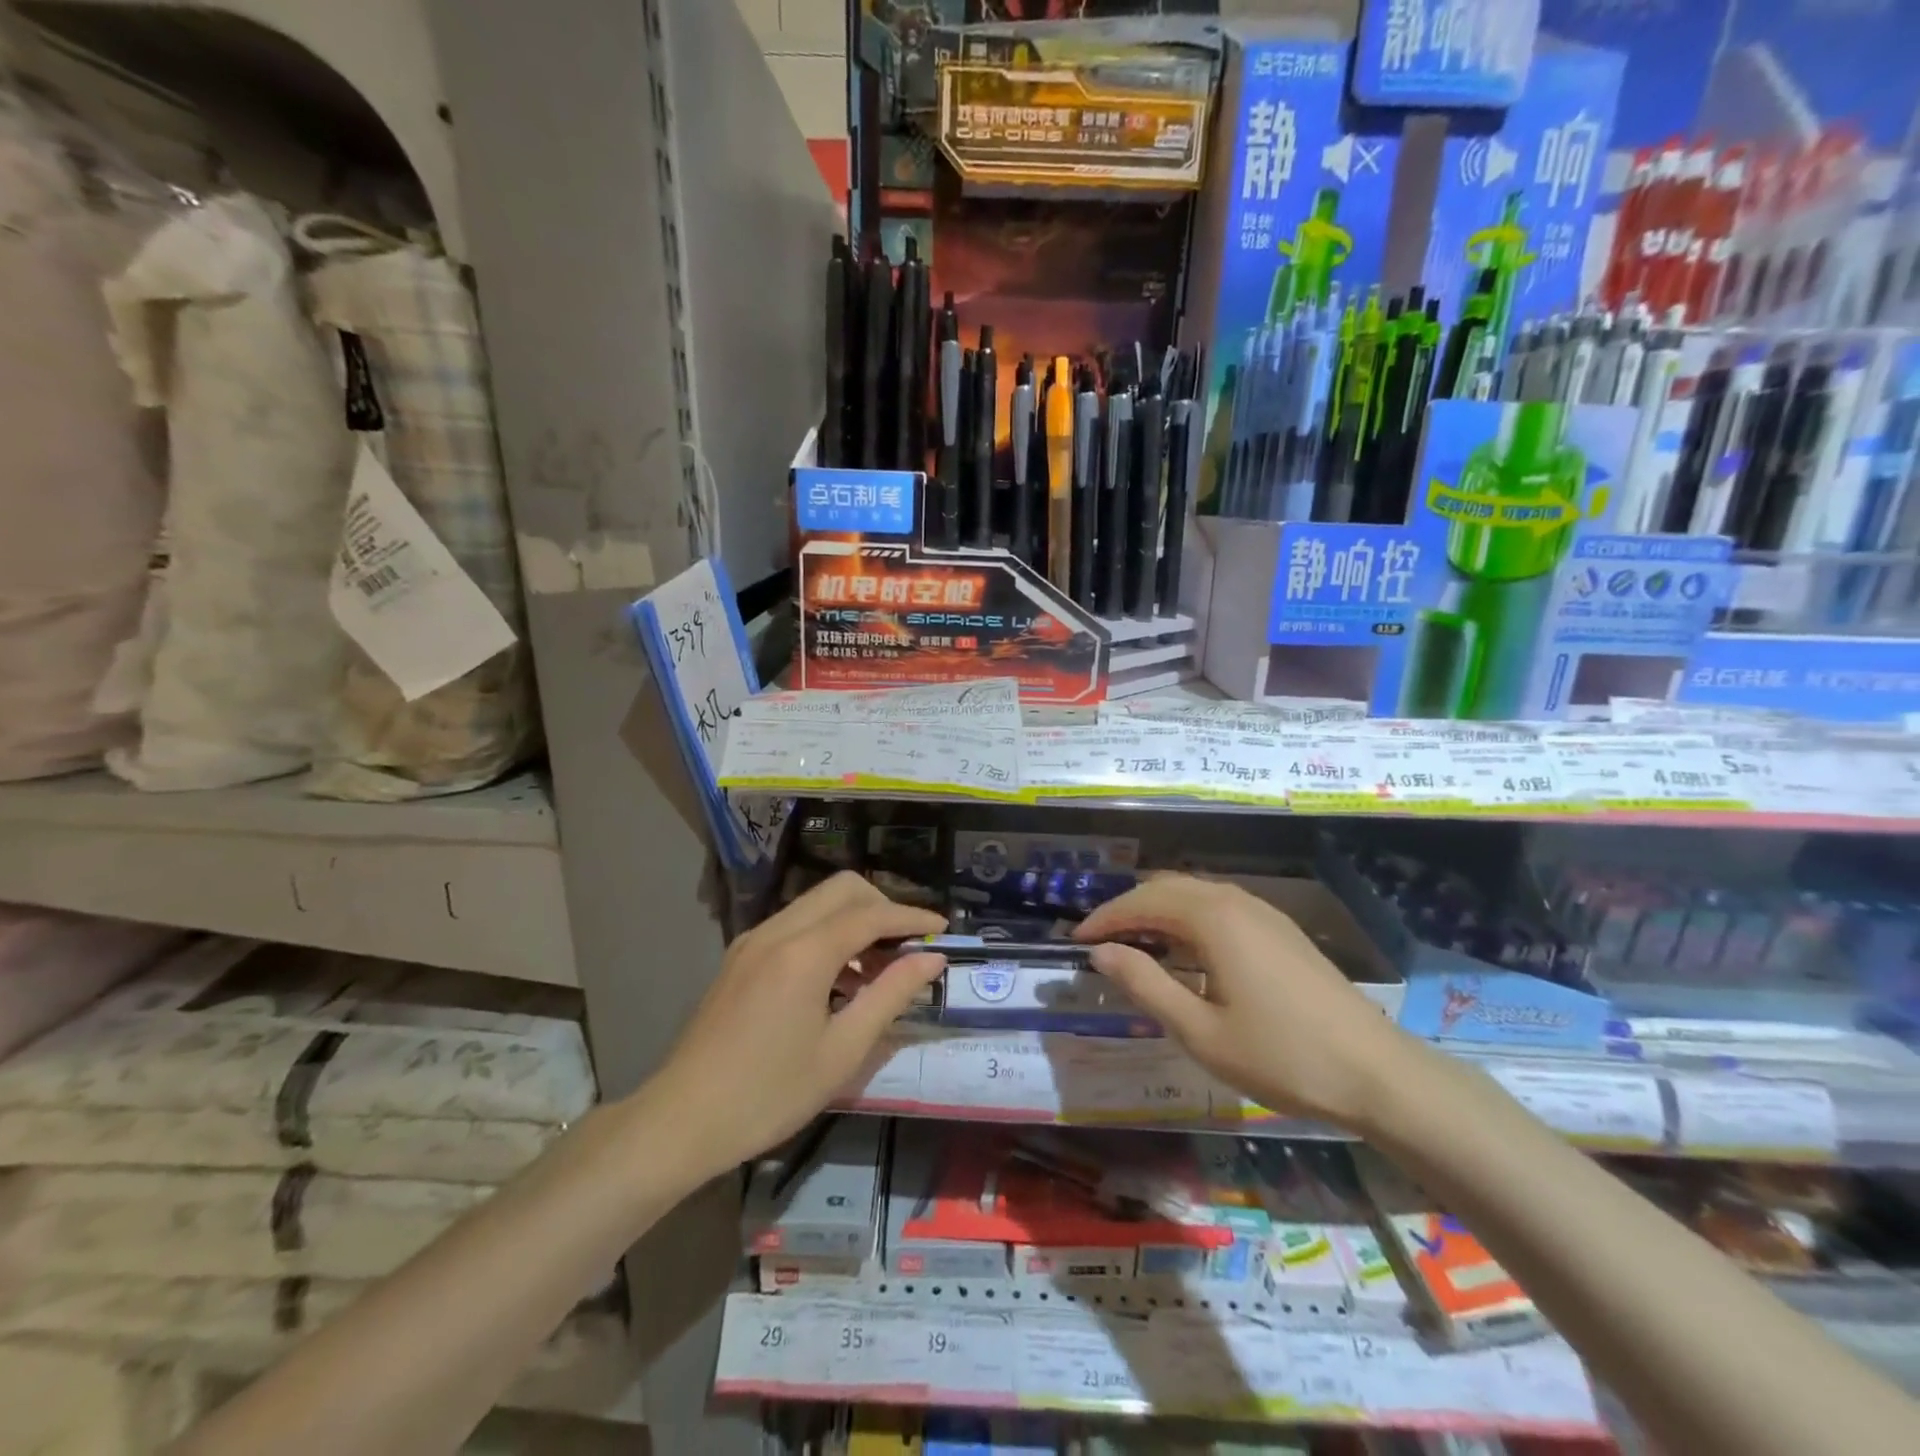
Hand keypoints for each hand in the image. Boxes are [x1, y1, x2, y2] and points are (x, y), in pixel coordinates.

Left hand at [641, 873, 945, 1181]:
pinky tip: (836, 980)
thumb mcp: (842, 1052)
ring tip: (877, 969)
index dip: (911, 917)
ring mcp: (753, 940)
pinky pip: (795, 924)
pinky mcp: (740, 956)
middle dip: (882, 905)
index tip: (942, 928)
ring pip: (816, 903)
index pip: (871, 914)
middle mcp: (778, 930)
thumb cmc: (769, 1093)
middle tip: (907, 945)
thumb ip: (890, 996)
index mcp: (805, 952)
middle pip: (842, 889)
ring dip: (853, 920)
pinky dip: (826, 934)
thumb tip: (932, 959)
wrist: (681, 1120)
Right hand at [1076, 875, 1411, 1129]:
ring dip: (1158, 912)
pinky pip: (1220, 908)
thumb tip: (1102, 953)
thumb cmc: (1282, 1056)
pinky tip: (1185, 954)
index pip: (1142, 901)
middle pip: (1167, 887)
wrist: (1378, 1074)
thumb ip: (1145, 984)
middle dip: (1128, 909)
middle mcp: (1236, 901)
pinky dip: (1187, 919)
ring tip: (1135, 946)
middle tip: (1100, 942)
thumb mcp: (1200, 1030)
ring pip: (1195, 895)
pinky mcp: (1281, 930)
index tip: (1076, 940)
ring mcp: (1264, 913)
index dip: (1105, 918)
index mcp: (1213, 918)